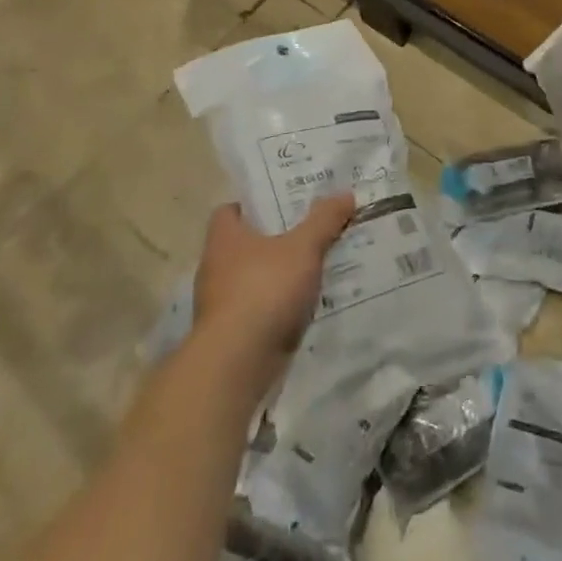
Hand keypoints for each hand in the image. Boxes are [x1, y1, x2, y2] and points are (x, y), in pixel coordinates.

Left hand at [191, 195, 354, 388]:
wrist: (236, 366)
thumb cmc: (264, 290)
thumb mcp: (303, 247)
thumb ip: (324, 220)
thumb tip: (346, 193)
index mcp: (224, 238)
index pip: (230, 211)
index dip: (253, 205)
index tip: (283, 204)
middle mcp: (215, 267)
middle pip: (245, 245)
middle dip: (275, 240)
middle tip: (309, 232)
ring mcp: (220, 305)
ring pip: (254, 280)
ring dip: (278, 277)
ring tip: (314, 270)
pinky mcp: (230, 336)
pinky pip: (258, 311)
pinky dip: (277, 309)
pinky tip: (305, 308)